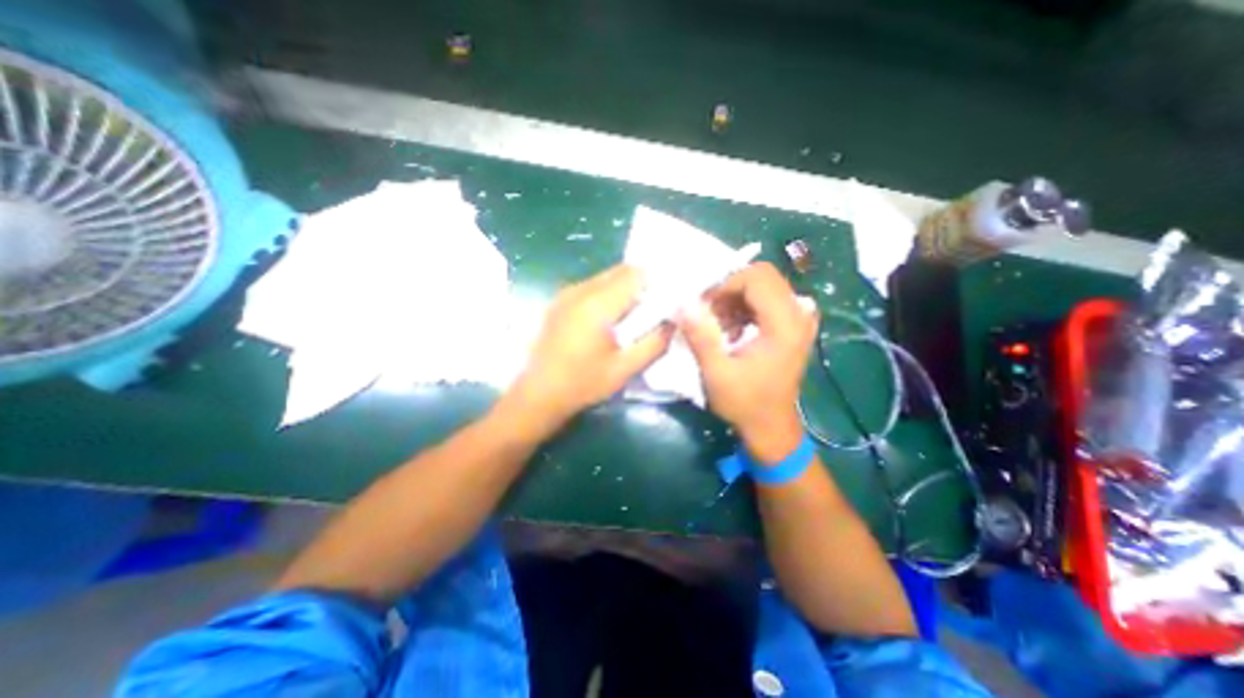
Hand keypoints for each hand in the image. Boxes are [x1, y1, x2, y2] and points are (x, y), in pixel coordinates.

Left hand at [501, 265, 671, 433]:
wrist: (536, 396)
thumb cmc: (582, 384)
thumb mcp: (624, 369)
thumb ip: (654, 343)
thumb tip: (672, 323)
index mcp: (597, 304)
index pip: (635, 275)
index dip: (656, 280)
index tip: (668, 296)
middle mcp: (580, 290)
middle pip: (619, 271)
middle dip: (642, 283)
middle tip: (655, 306)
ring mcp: (565, 294)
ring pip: (604, 277)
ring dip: (624, 288)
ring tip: (634, 314)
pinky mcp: (558, 302)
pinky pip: (590, 287)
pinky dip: (607, 294)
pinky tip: (609, 318)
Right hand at [677, 263, 824, 462]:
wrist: (770, 425)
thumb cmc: (744, 402)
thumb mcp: (716, 372)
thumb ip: (700, 336)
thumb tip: (682, 304)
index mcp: (784, 325)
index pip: (757, 278)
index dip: (725, 285)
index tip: (704, 306)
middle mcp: (799, 315)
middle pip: (763, 276)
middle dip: (730, 289)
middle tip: (709, 313)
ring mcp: (800, 320)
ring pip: (765, 286)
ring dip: (736, 299)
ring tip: (718, 325)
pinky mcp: (794, 326)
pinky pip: (769, 299)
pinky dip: (746, 307)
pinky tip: (732, 329)